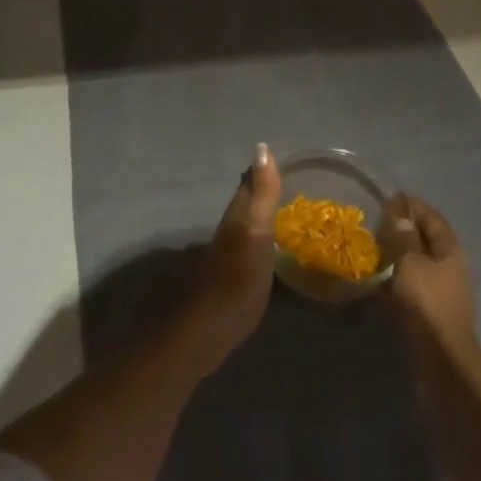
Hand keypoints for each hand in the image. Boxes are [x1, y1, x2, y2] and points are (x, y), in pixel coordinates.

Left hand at [186, 143, 280, 374]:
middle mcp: (226, 235)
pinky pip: (242, 255)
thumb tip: (262, 147)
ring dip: (254, 221)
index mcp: (235, 220)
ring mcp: (222, 262)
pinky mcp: (224, 287)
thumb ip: (262, 194)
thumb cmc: (236, 281)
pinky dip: (253, 248)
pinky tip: (261, 257)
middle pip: (241, 208)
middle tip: (277, 186)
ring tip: (273, 218)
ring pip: (240, 231)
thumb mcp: (256, 233)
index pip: (246, 187)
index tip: (273, 160)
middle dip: (256, 195)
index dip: (259, 173)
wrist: (203, 333)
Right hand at [384, 194, 476, 355]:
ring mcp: (441, 292)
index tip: (388, 197)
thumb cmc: (427, 302)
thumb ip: (403, 234)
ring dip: (396, 256)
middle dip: (402, 230)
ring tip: (370, 249)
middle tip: (375, 223)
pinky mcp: (429, 313)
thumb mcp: (410, 261)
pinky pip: (409, 287)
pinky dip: (393, 280)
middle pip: (425, 240)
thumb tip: (399, 210)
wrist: (441, 360)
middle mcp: (449, 267)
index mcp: (450, 250)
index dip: (412, 205)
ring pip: (416, 264)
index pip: (432, 217)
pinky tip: (374, 281)